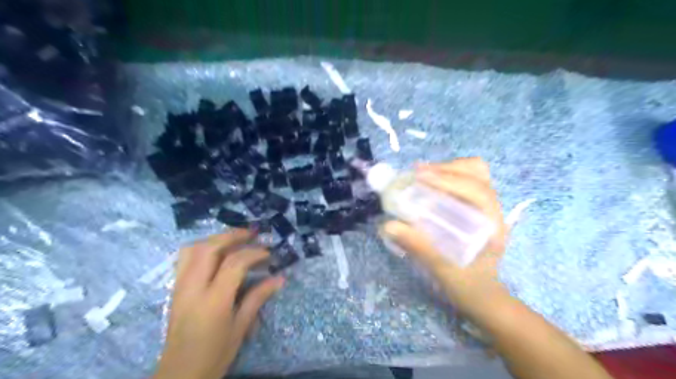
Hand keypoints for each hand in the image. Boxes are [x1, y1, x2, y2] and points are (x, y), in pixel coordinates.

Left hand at [154, 228, 282, 378]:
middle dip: (233, 235)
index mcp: (213, 301)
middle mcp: (193, 288)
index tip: (269, 253)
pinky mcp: (175, 289)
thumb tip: (280, 278)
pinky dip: (201, 248)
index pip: (234, 264)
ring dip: (215, 239)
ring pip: (193, 249)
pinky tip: (215, 253)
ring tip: (234, 239)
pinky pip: (184, 258)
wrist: (179, 375)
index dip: (254, 253)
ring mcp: (180, 287)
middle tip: (252, 234)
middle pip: (209, 248)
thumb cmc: (215, 354)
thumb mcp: (240, 328)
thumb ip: (258, 298)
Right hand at [383, 159, 509, 320]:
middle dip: (446, 168)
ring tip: (422, 174)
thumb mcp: (443, 268)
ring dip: (447, 169)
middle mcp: (493, 209)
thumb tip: (389, 225)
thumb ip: (419, 247)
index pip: (476, 190)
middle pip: (476, 173)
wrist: (481, 294)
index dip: (448, 180)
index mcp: (492, 224)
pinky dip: (448, 175)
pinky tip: (431, 183)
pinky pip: (465, 180)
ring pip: (473, 172)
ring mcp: (486, 206)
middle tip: (417, 173)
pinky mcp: (477, 207)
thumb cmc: (467, 284)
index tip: (420, 177)